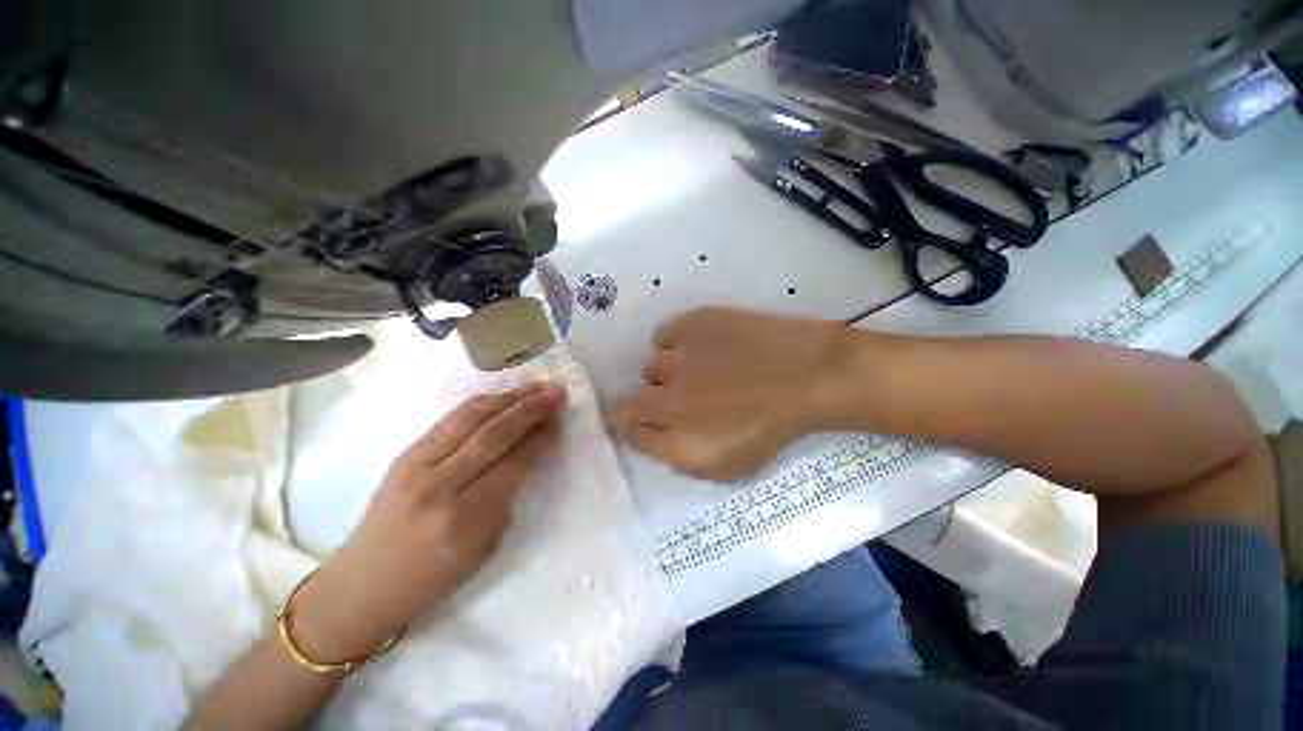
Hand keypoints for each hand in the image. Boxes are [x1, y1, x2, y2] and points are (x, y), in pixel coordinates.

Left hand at [288, 381, 566, 661]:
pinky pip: (450, 420)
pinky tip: (501, 395)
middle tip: (557, 392)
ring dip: (508, 398)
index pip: (513, 464)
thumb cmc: (436, 573)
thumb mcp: (487, 544)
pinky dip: (481, 403)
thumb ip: (510, 492)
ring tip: (536, 386)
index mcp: (465, 519)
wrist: (366, 581)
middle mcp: (439, 486)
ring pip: (470, 419)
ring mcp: (416, 466)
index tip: (560, 420)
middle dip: (530, 409)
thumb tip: (532, 448)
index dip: (540, 437)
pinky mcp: (405, 453)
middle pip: (493, 434)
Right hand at [613, 307, 851, 480]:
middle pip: (633, 398)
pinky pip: (663, 335)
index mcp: (675, 436)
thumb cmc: (771, 429)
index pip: (626, 429)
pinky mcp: (691, 324)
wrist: (807, 376)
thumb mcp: (726, 466)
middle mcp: (666, 397)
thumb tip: (648, 436)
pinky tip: (697, 347)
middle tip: (682, 399)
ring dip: (666, 373)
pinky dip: (673, 343)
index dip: (631, 426)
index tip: (643, 422)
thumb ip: (677, 456)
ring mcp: (677, 357)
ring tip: (696, 370)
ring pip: (651, 366)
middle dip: (649, 402)